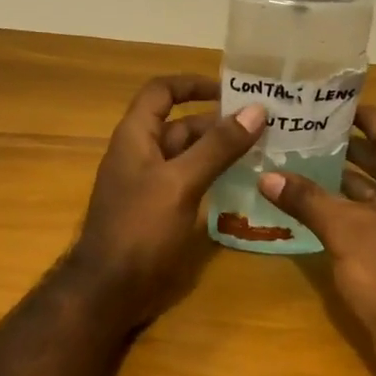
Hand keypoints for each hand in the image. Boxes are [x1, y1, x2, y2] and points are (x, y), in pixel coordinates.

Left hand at [67, 74, 266, 320]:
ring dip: (222, 150)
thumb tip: (256, 109)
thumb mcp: (181, 182)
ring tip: (265, 149)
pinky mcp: (162, 210)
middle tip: (265, 124)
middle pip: (183, 125)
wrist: (109, 291)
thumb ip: (218, 146)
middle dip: (220, 121)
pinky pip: (192, 182)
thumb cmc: (140, 228)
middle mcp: (143, 153)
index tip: (232, 90)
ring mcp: (152, 184)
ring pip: (191, 155)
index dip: (193, 84)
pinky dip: (216, 176)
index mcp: (136, 136)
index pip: (162, 92)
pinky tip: (246, 183)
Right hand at [258, 106, 375, 356]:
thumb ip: (306, 198)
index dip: (357, 115)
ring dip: (351, 175)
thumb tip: (266, 175)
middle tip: (308, 129)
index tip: (325, 102)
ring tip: (308, 157)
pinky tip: (324, 197)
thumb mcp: (343, 230)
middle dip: (348, 145)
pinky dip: (360, 201)